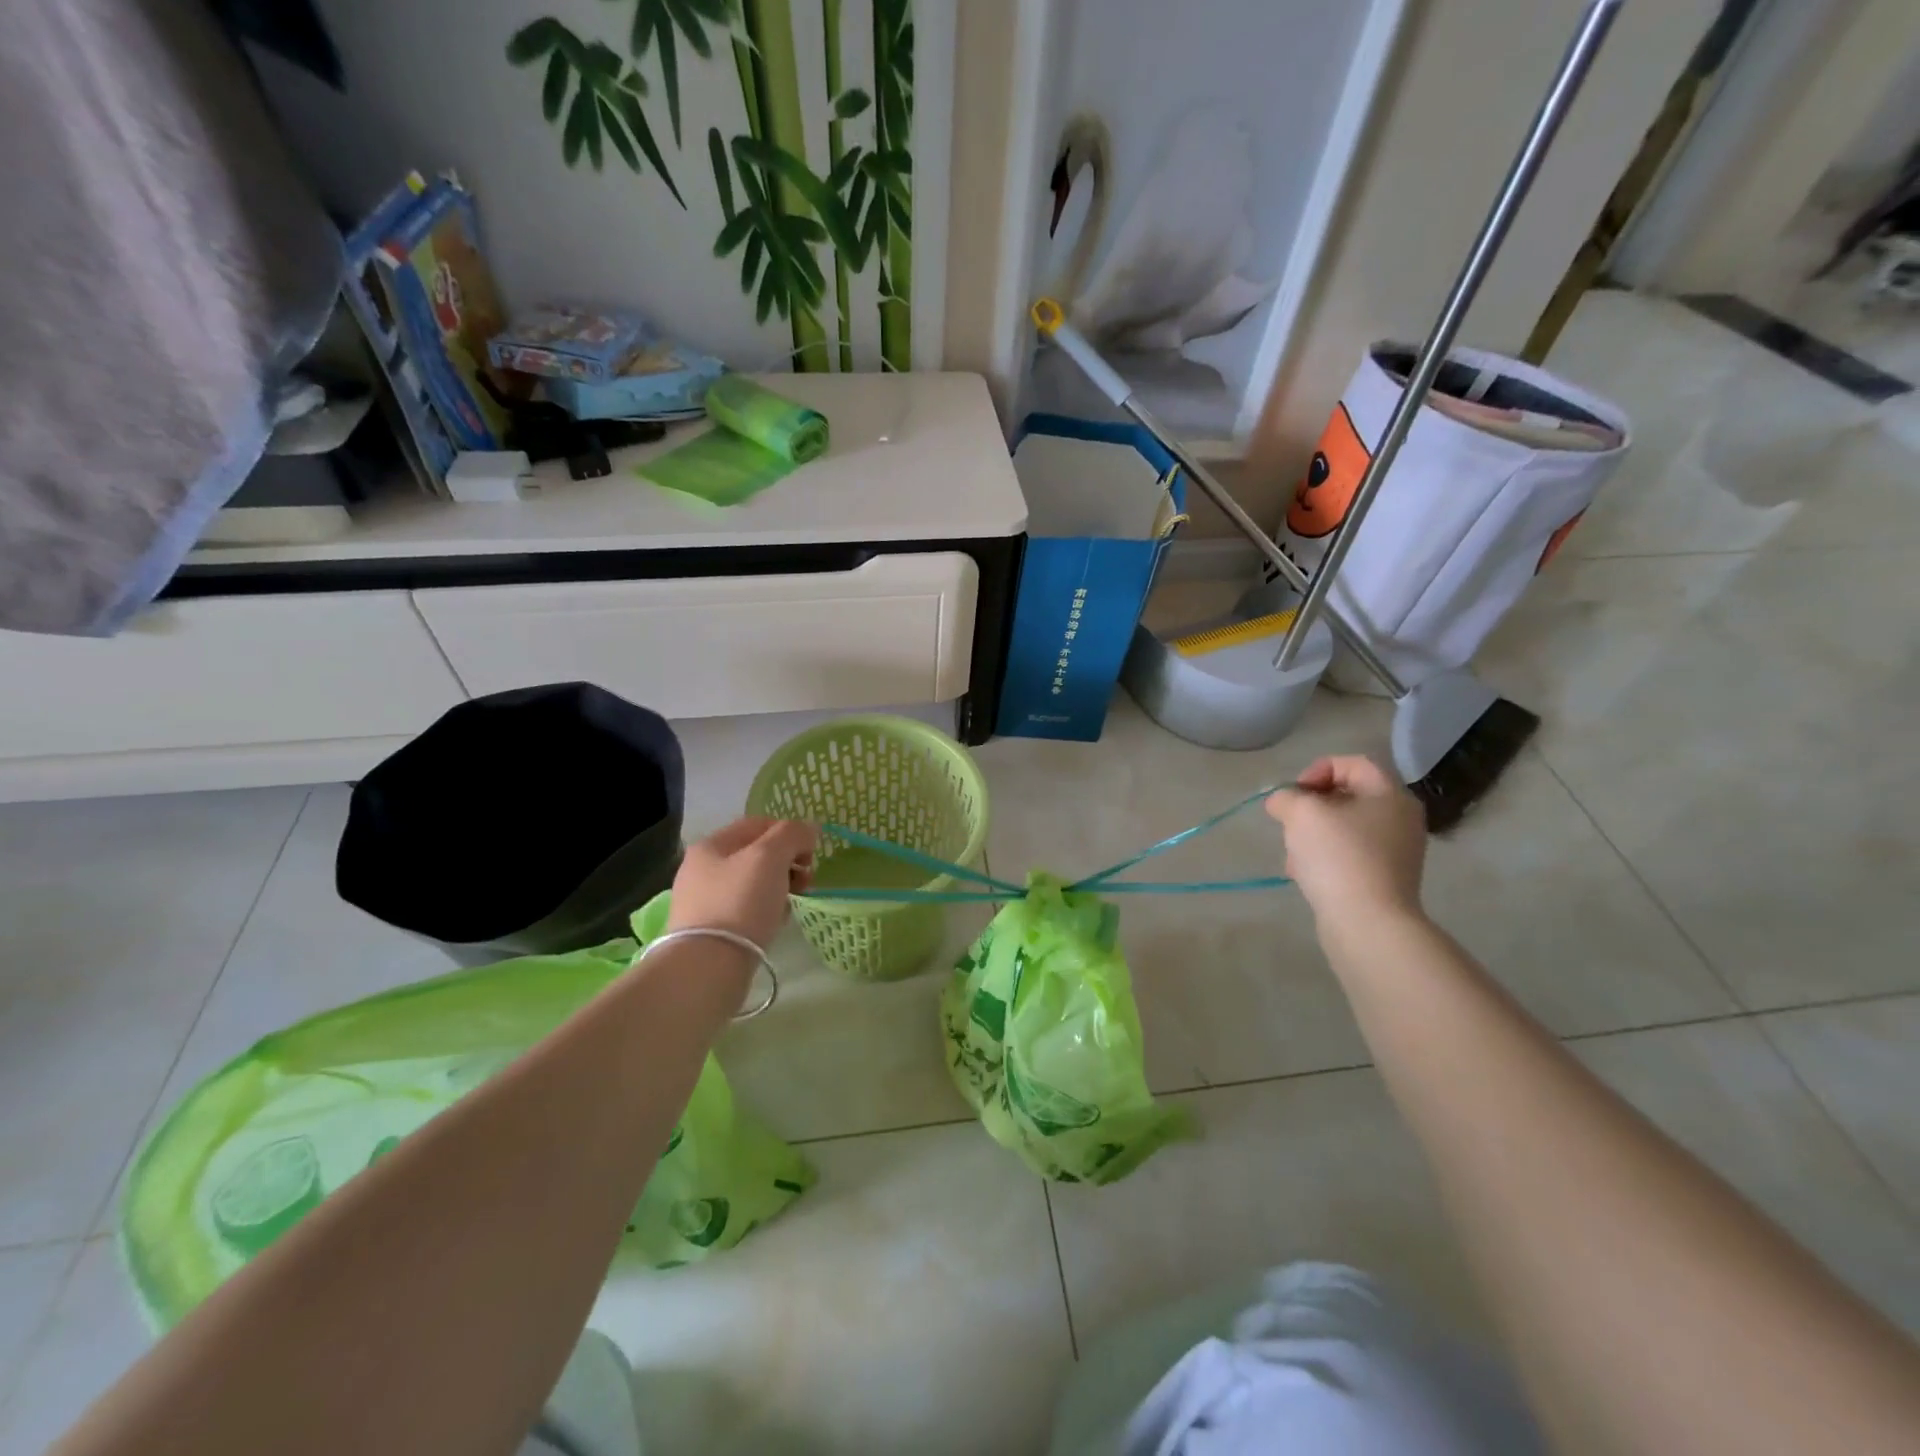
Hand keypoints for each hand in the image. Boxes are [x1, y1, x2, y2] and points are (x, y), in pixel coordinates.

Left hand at [667, 817, 817, 951]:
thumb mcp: (770, 857)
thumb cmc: (740, 902)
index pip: (758, 824)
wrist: (709, 966)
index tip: (811, 853)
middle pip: (756, 854)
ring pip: (753, 883)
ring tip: (794, 902)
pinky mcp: (712, 930)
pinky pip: (747, 909)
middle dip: (788, 861)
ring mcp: (704, 901)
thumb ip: (792, 834)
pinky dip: (766, 910)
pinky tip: (777, 922)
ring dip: (780, 886)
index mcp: (711, 845)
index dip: (789, 832)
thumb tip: (809, 829)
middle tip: (807, 879)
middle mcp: (702, 869)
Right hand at [1264, 756, 1427, 925]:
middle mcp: (1400, 818)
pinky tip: (1305, 876)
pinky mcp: (1385, 879)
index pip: (1352, 763)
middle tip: (1291, 823)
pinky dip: (1325, 859)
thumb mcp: (1301, 814)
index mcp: (1390, 794)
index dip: (1316, 770)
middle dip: (1310, 807)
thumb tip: (1281, 802)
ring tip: (1294, 855)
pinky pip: (1349, 855)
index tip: (1294, 794)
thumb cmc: (1339, 856)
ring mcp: (1396, 851)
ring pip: (1343, 828)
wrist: (1367, 923)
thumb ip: (1286, 797)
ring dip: (1312, 835)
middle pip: (1346, 796)